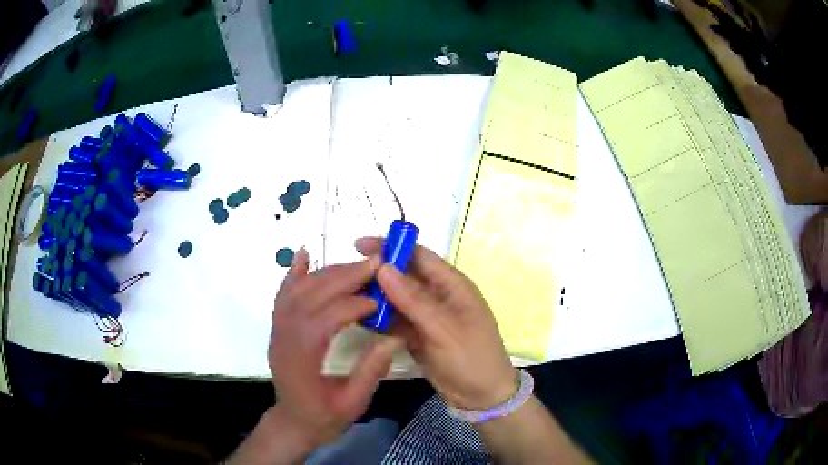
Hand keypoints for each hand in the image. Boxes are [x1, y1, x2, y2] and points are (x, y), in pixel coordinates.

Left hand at [268, 248, 400, 448]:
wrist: (293, 422)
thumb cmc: (323, 418)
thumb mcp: (352, 404)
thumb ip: (370, 372)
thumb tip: (392, 338)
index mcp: (302, 357)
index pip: (325, 319)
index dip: (353, 305)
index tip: (380, 301)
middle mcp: (285, 336)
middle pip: (311, 295)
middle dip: (344, 276)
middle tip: (375, 263)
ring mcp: (278, 329)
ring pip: (298, 289)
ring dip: (327, 271)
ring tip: (357, 264)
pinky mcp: (278, 327)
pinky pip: (283, 294)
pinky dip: (294, 272)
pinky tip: (304, 254)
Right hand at [356, 237, 516, 409]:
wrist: (481, 397)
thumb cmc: (471, 358)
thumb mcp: (444, 329)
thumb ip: (413, 299)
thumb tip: (383, 267)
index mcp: (452, 285)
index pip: (419, 256)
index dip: (391, 247)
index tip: (359, 247)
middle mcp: (438, 295)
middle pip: (404, 276)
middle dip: (377, 274)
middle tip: (346, 277)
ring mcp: (426, 316)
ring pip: (396, 299)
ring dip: (375, 297)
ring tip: (345, 298)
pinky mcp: (417, 335)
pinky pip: (395, 320)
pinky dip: (379, 318)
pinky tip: (359, 319)